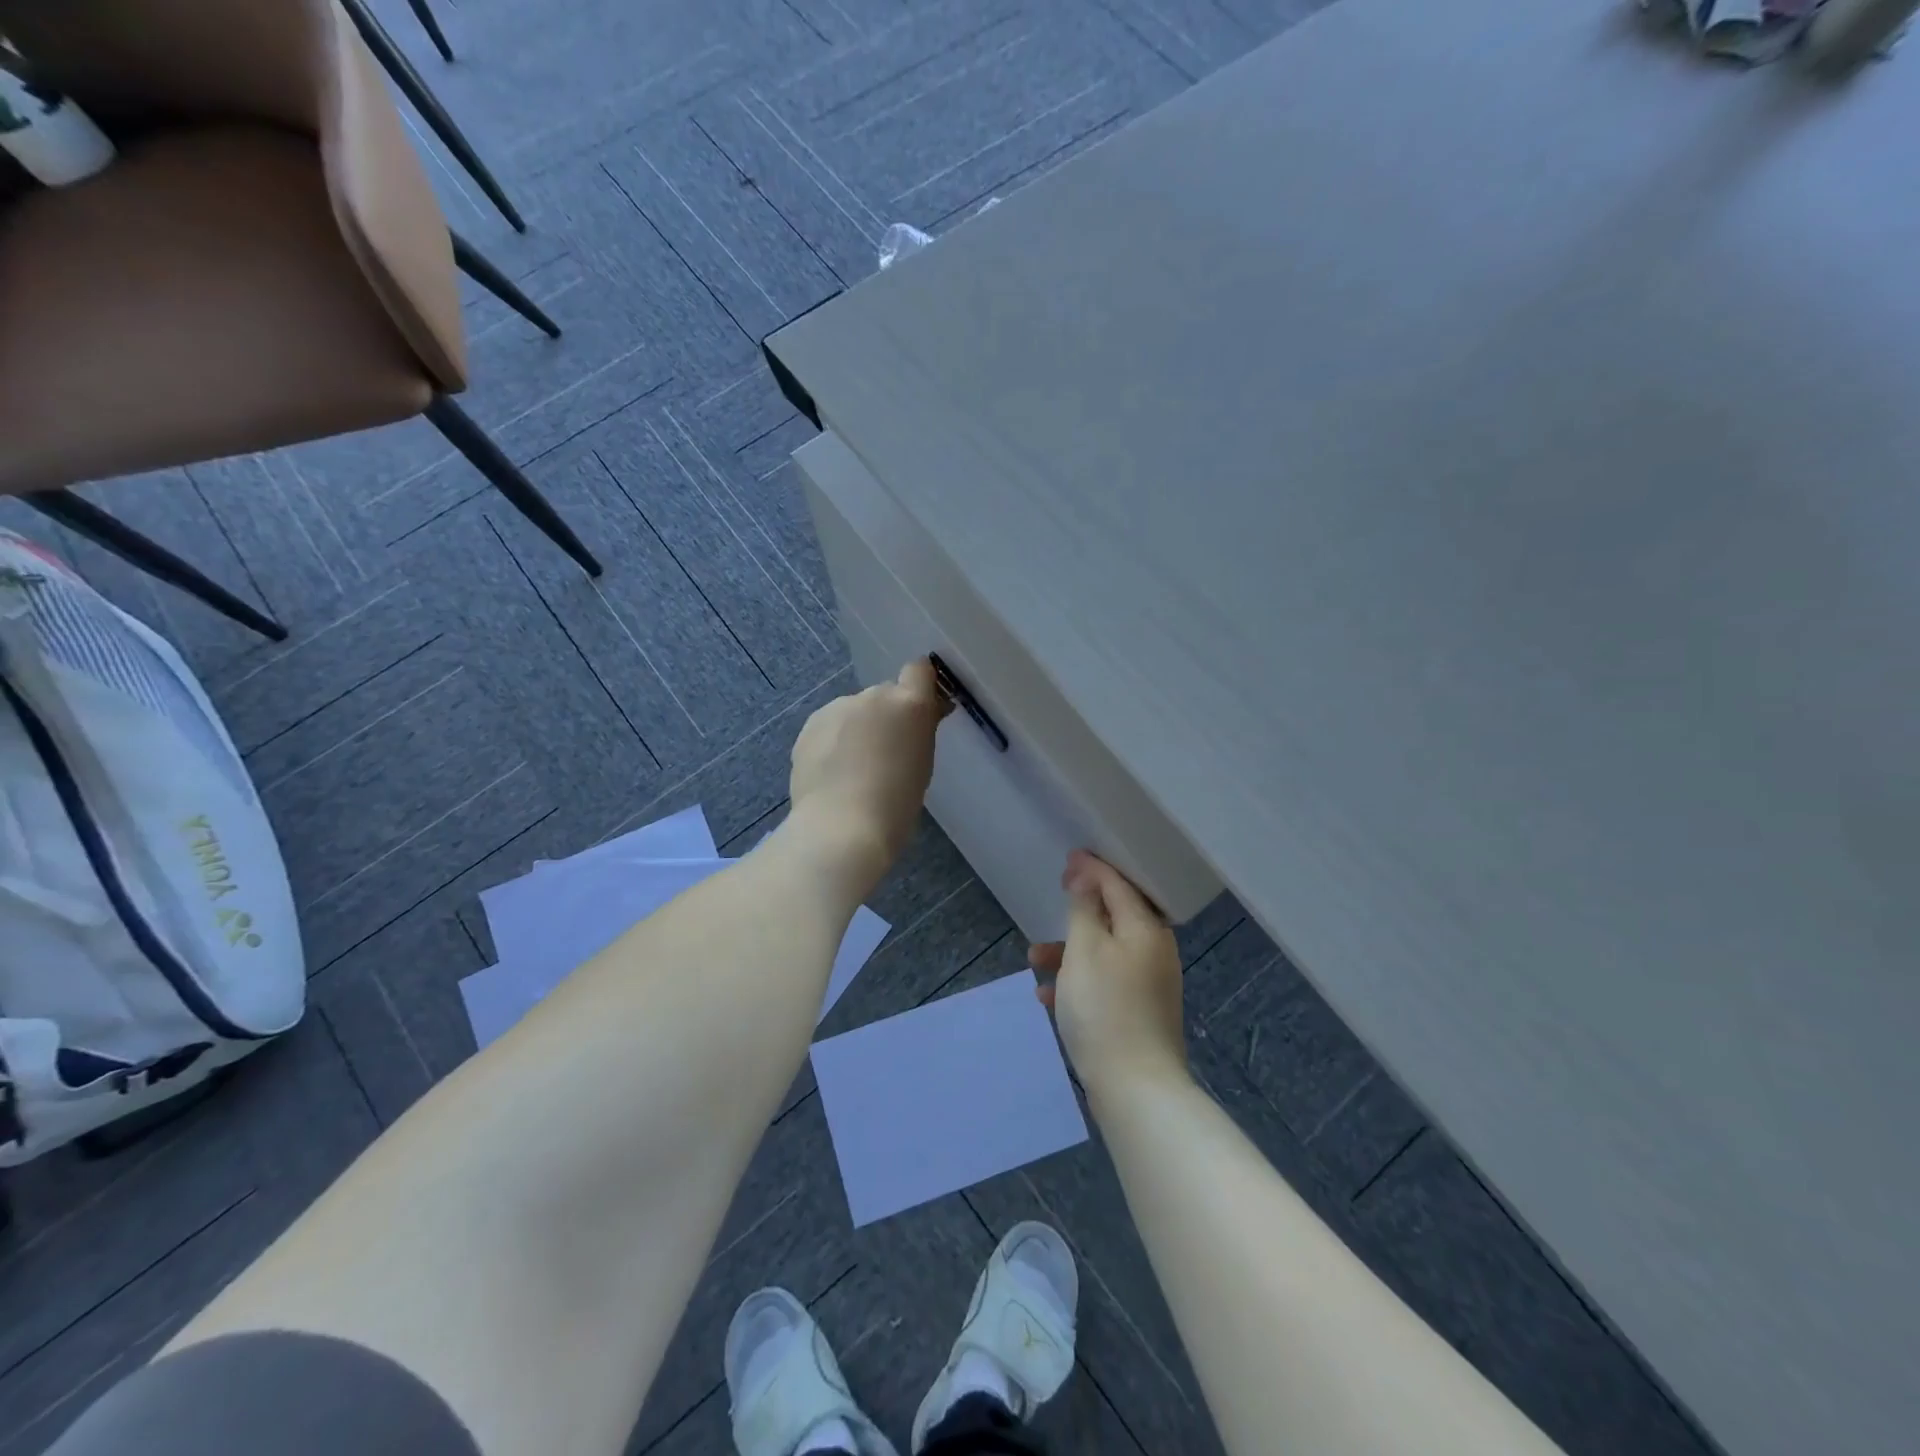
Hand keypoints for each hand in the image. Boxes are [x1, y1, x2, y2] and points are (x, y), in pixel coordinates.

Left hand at [788, 659, 948, 888]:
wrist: (841, 826)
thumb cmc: (897, 803)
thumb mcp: (923, 763)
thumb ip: (920, 730)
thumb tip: (924, 714)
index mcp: (908, 703)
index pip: (919, 670)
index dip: (921, 685)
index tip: (923, 709)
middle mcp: (872, 696)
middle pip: (885, 695)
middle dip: (888, 716)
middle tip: (888, 754)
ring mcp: (836, 708)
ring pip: (854, 711)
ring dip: (858, 729)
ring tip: (855, 769)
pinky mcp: (809, 727)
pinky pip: (829, 728)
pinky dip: (834, 743)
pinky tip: (833, 774)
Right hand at [1031, 850, 1188, 1101]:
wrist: (1136, 1089)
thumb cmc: (1105, 1009)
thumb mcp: (1085, 950)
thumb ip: (1084, 909)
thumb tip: (1088, 878)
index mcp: (1146, 929)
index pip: (1119, 884)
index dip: (1092, 868)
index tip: (1067, 859)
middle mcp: (1153, 951)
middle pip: (1114, 917)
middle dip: (1079, 911)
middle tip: (1056, 898)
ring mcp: (1149, 984)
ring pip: (1105, 952)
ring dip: (1070, 951)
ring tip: (1034, 961)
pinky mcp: (1140, 1013)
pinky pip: (1106, 982)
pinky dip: (1079, 981)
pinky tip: (1048, 998)